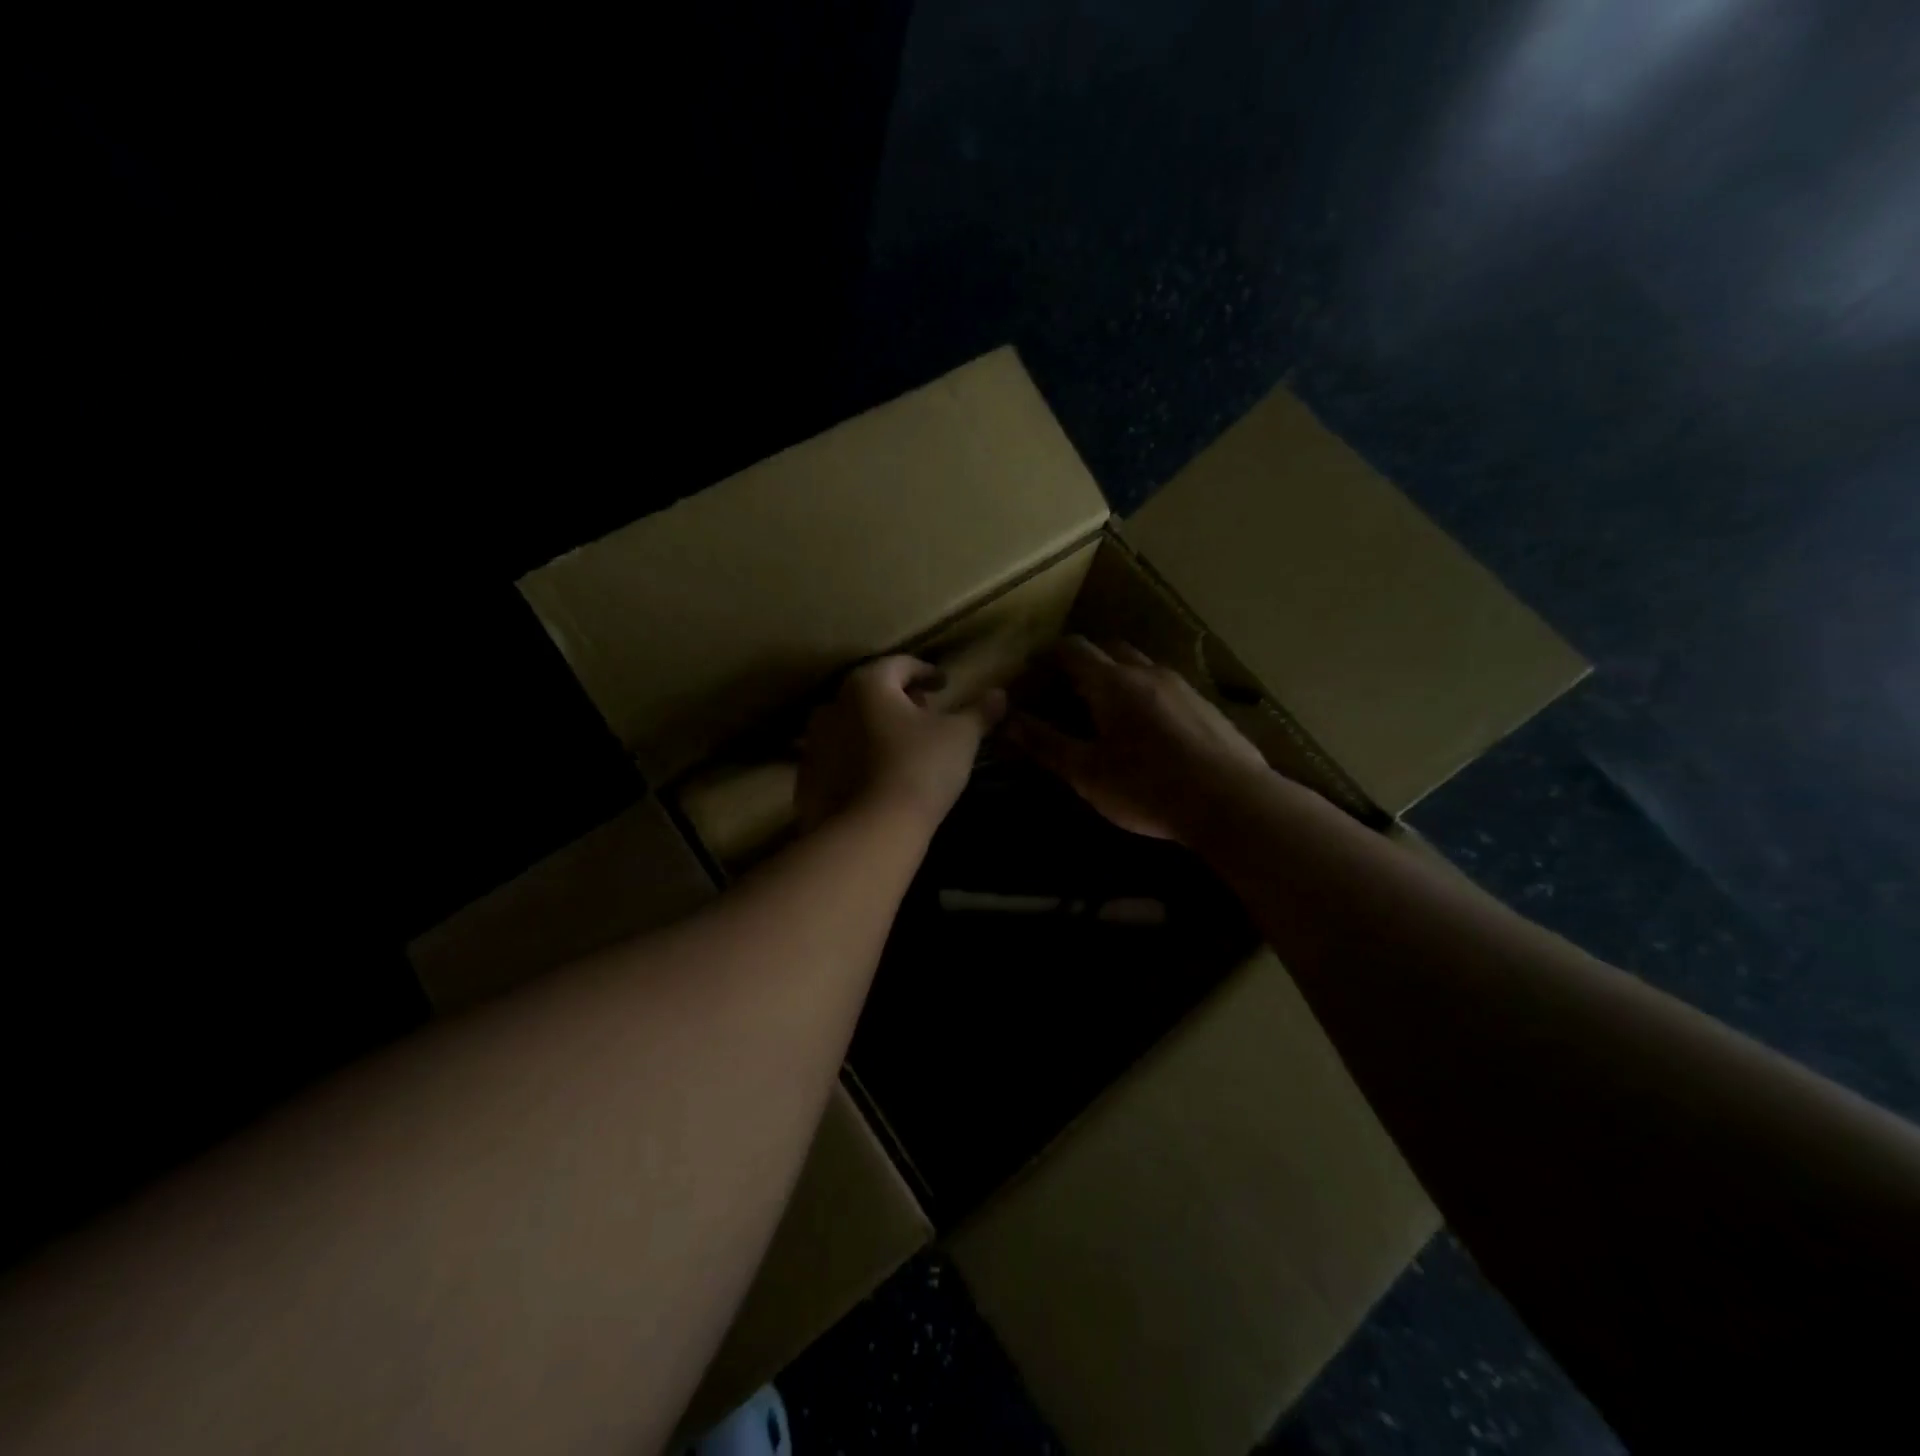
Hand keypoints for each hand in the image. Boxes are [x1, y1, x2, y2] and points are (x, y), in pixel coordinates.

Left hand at [797, 656, 1006, 831]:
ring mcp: (815, 743)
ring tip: (902, 746)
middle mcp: (833, 705)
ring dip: (876, 728)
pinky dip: (858, 758)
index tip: (943, 685)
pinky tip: (878, 776)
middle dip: (899, 699)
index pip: (900, 665)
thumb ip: (980, 712)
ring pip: (852, 724)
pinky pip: (838, 758)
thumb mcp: (960, 737)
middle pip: (871, 692)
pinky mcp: (808, 778)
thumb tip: (1000, 694)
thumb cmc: (919, 769)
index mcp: (868, 684)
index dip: (925, 672)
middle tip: (925, 714)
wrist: (870, 831)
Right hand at [1009, 636, 1269, 841]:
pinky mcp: (1207, 707)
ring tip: (1110, 710)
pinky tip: (1152, 731)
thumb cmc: (1147, 786)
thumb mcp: (1087, 772)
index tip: (1033, 669)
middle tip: (1070, 689)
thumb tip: (1007, 719)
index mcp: (1112, 682)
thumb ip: (1046, 743)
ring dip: (1121, 676)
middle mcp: (1148, 672)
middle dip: (1087, 662)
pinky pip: (1169, 688)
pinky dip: (1150, 696)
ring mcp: (1183, 686)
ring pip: (1143, 666)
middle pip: (1111, 649)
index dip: (1049, 654)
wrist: (1230, 801)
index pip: (1073, 648)